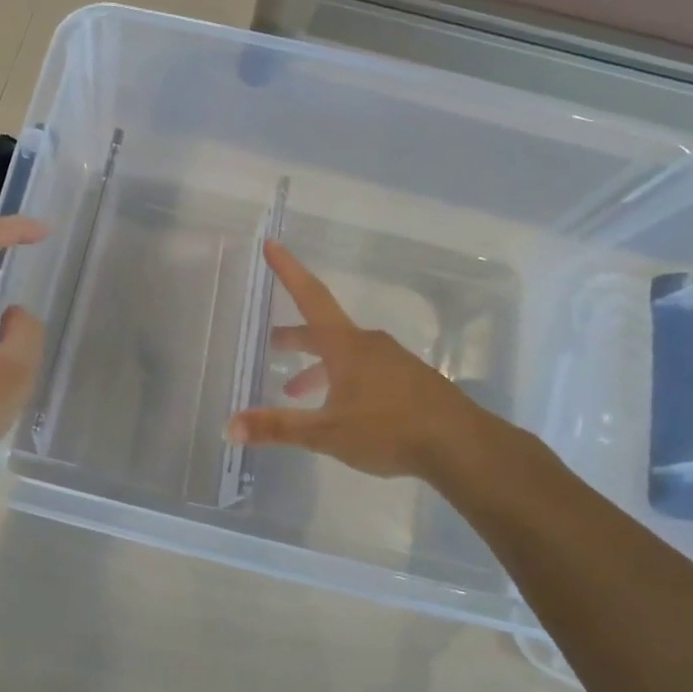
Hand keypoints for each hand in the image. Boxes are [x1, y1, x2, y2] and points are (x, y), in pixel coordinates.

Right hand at [227, 240, 501, 481]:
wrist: (462, 446)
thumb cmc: (389, 430)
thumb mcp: (326, 432)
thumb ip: (279, 428)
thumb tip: (230, 427)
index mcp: (346, 346)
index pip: (310, 297)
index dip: (288, 271)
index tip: (271, 244)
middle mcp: (368, 345)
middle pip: (323, 330)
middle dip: (295, 336)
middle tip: (271, 343)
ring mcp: (392, 362)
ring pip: (344, 354)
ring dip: (317, 367)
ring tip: (295, 391)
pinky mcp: (409, 383)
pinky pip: (365, 371)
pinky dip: (341, 381)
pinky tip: (340, 410)